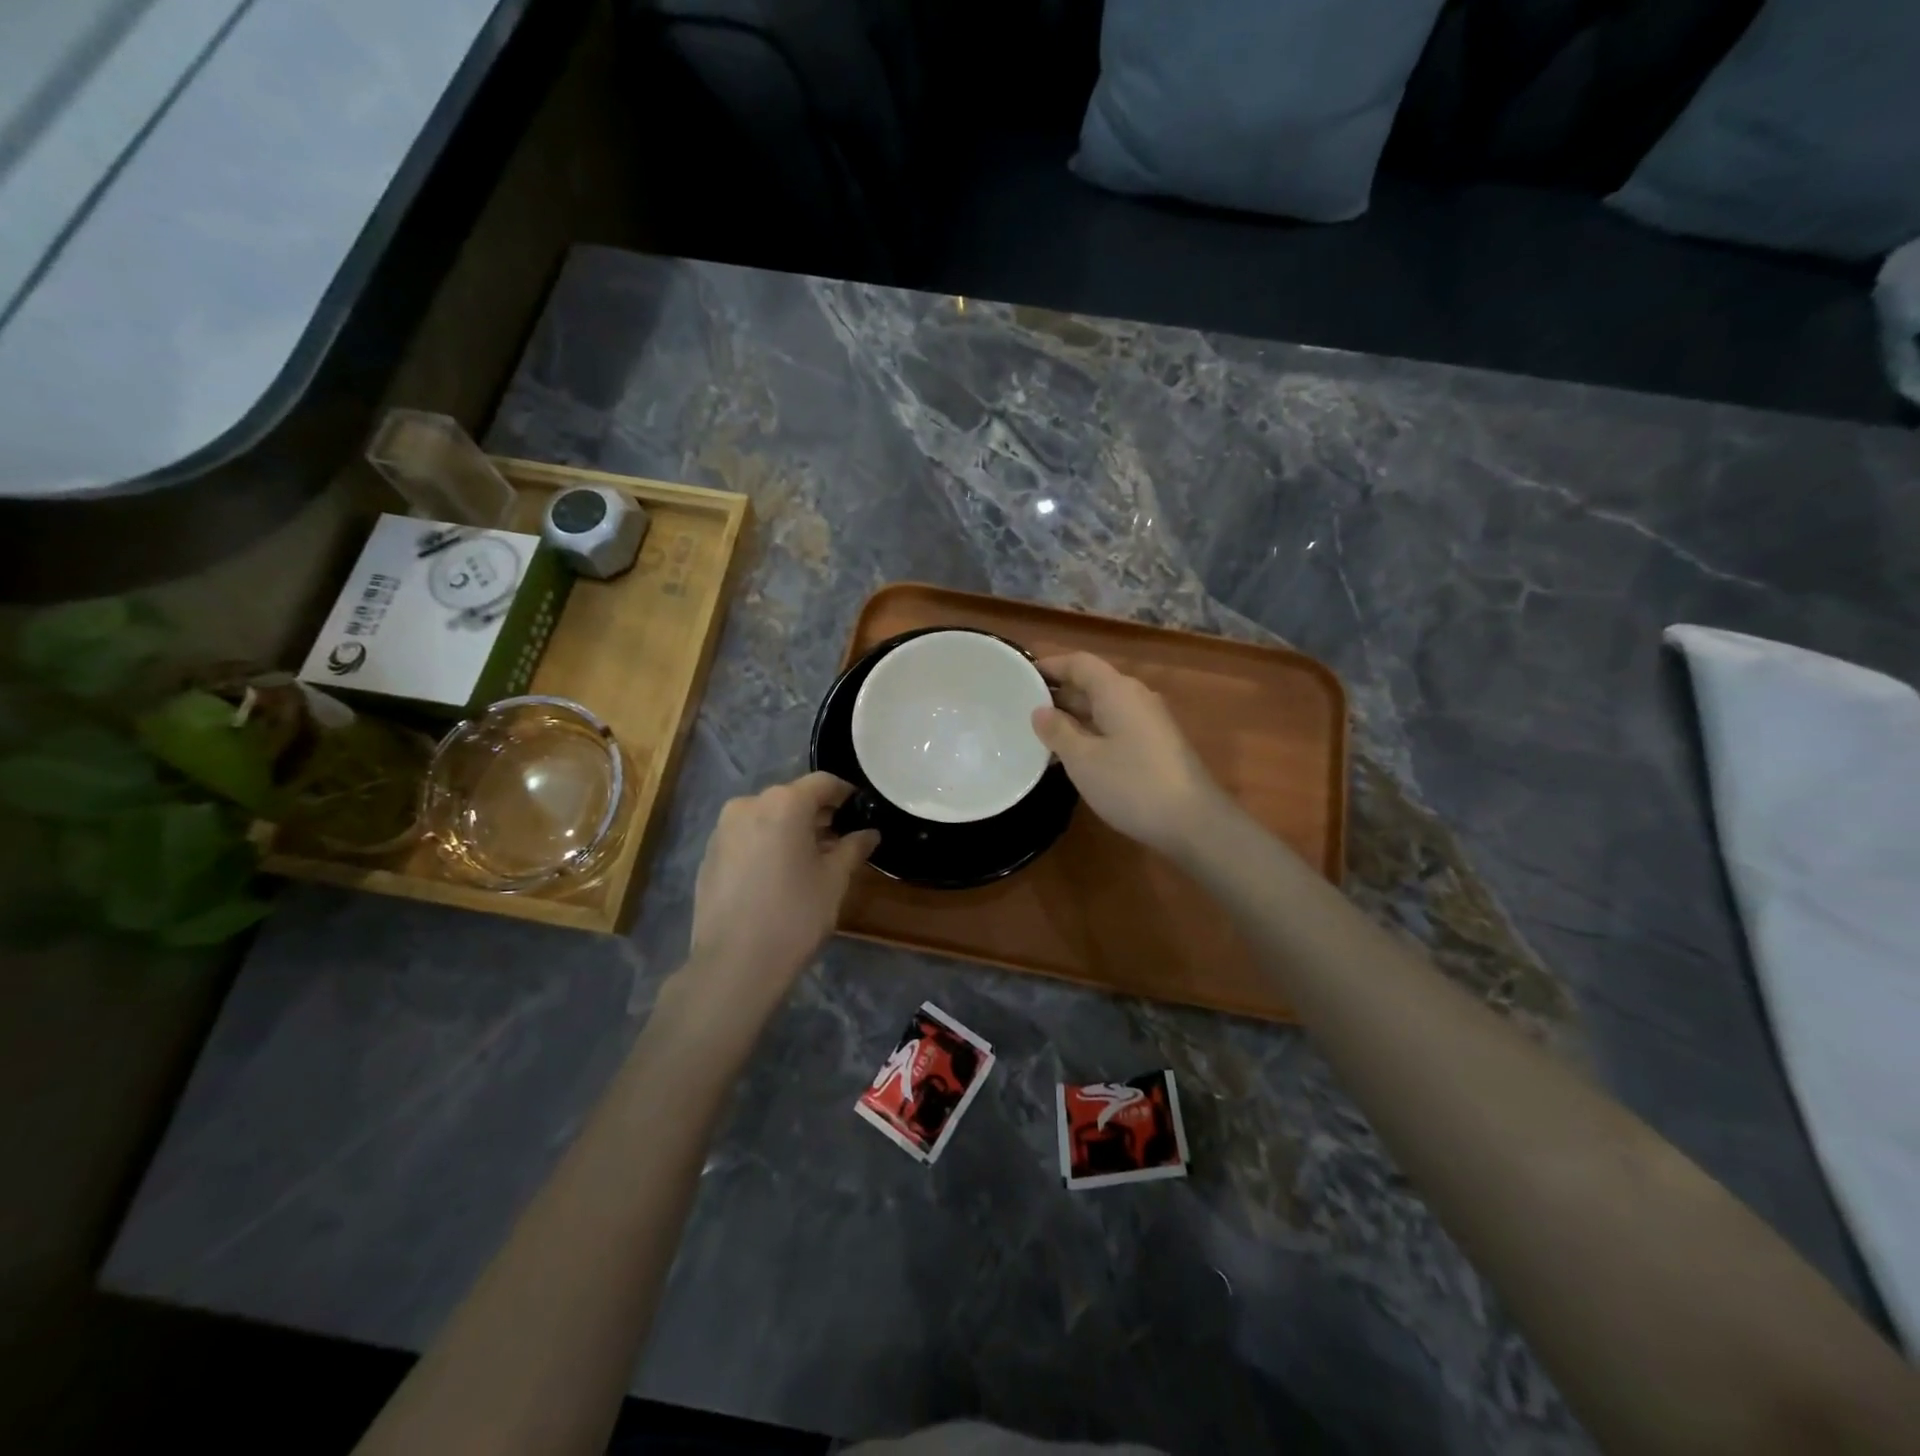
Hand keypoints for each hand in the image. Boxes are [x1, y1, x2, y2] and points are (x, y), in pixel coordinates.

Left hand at [683, 773, 879, 1018]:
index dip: (846, 794)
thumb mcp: (834, 880)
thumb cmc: (795, 915)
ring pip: (767, 817)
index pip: (824, 782)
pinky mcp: (709, 855)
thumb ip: (853, 848)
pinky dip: (767, 845)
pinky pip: (747, 837)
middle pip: (792, 798)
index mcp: (784, 803)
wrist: (734, 964)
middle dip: (818, 815)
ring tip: (810, 861)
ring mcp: (723, 830)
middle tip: (841, 840)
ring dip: (791, 830)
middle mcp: (749, 804)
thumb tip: (869, 833)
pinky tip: (779, 876)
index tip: (861, 811)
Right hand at [1031, 652, 1226, 857]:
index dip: (1051, 666)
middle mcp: (1136, 697)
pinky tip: (1074, 756)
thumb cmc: (1132, 784)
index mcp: (1117, 691)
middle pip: (1092, 683)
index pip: (1079, 663)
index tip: (1021, 677)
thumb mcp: (1083, 759)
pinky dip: (1091, 733)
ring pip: (1104, 708)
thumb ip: (1058, 731)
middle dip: (1059, 694)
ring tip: (1041, 735)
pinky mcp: (1156, 745)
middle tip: (1023, 709)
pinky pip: (1116, 727)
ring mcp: (1150, 722)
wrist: (1193, 822)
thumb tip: (1040, 711)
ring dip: (1074, 717)